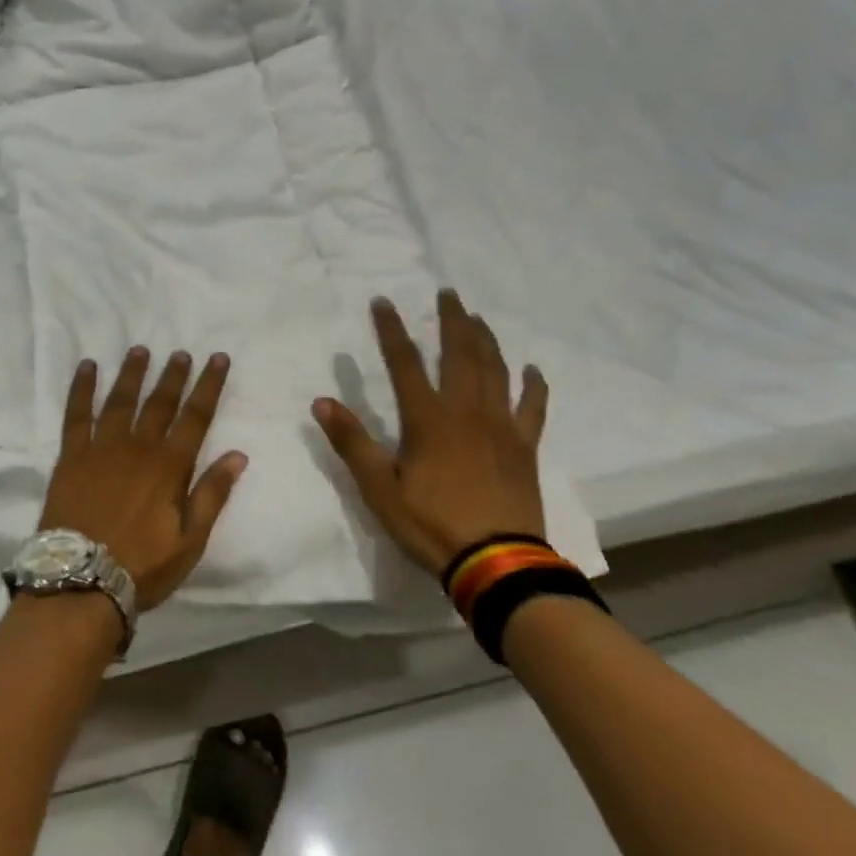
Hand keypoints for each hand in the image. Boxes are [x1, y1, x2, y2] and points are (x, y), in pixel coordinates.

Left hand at [39, 347, 248, 610]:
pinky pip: (77, 414)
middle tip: (182, 352)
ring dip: (132, 373)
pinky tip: (86, 368)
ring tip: (140, 350)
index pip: (196, 416)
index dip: (209, 385)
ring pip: (120, 400)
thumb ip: (212, 494)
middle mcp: (138, 448)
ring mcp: (101, 449)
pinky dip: (82, 389)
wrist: (81, 581)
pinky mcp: (71, 457)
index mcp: (170, 466)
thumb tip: (238, 454)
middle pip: (160, 403)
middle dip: (174, 375)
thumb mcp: (190, 540)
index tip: (218, 359)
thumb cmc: (142, 566)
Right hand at [312, 291, 547, 578]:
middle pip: (460, 354)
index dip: (392, 330)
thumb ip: (352, 443)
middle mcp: (467, 412)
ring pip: (496, 370)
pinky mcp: (525, 447)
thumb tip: (322, 401)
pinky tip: (532, 369)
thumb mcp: (379, 489)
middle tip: (449, 293)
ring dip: (486, 340)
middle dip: (452, 320)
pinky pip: (533, 407)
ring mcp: (501, 426)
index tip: (383, 302)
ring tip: (478, 318)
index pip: (405, 363)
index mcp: (428, 420)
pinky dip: (534, 385)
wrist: (496, 562)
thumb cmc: (430, 524)